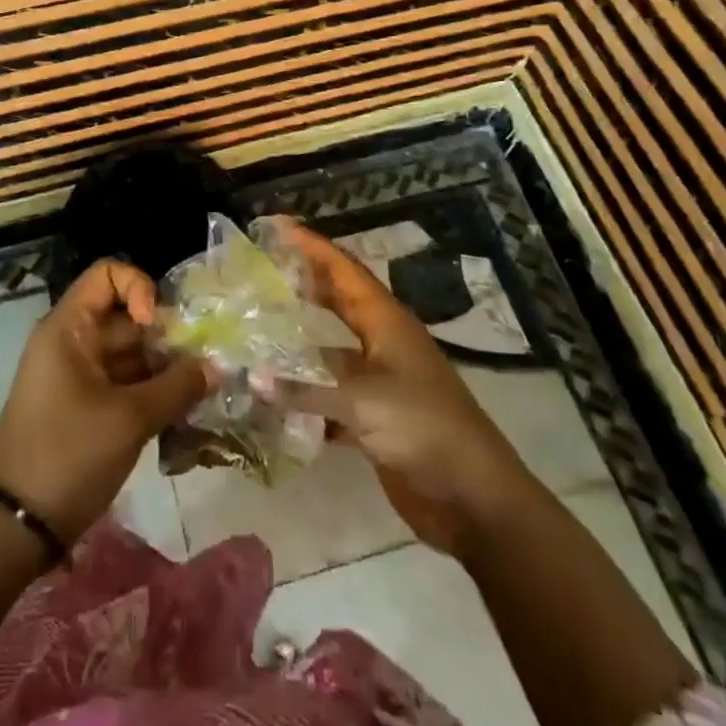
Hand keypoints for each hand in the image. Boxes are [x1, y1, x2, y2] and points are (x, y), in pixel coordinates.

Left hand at [0, 259, 209, 543]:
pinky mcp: (83, 405)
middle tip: (200, 366)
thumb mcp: (129, 420)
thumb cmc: (68, 456)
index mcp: (69, 328)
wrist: (16, 526)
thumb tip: (214, 367)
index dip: (139, 288)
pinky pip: (122, 382)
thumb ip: (177, 387)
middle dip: (165, 337)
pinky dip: (149, 391)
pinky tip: (179, 413)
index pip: (108, 274)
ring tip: (197, 393)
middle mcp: (71, 341)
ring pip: (128, 353)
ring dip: (163, 368)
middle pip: (125, 316)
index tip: (157, 327)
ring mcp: (76, 374)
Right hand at [270, 218, 526, 556]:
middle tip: (260, 269)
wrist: (474, 499)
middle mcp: (382, 343)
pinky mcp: (374, 418)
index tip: (275, 226)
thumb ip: (306, 387)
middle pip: (338, 300)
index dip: (312, 246)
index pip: (343, 270)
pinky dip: (304, 391)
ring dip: (298, 339)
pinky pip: (330, 393)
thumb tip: (251, 376)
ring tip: (256, 326)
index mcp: (386, 323)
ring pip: (330, 348)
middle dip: (303, 282)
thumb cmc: (424, 429)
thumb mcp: (364, 402)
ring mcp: (379, 381)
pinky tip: (272, 394)